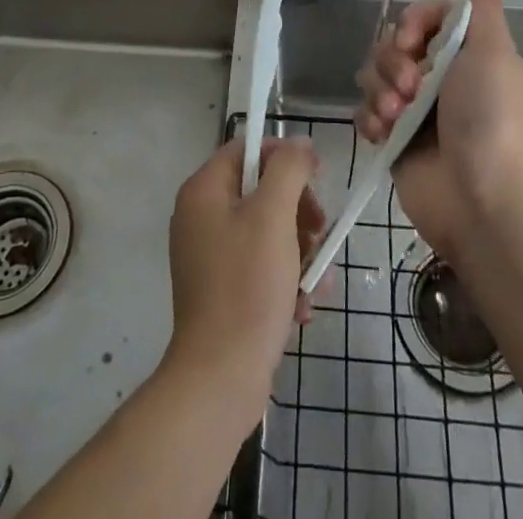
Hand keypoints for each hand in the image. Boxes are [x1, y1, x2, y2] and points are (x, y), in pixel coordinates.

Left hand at [164, 136, 325, 409]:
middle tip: (320, 231)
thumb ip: (289, 169)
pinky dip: (286, 279)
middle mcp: (201, 217)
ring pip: (267, 231)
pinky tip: (303, 304)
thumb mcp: (274, 216)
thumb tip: (300, 144)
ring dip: (300, 250)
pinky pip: (261, 266)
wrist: (221, 378)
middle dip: (298, 210)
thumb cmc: (247, 285)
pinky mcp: (223, 290)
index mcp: (204, 191)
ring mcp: (210, 256)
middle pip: (260, 190)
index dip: (284, 155)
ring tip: (317, 279)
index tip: (317, 175)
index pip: (247, 149)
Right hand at [355, 0, 522, 265]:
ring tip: (396, 117)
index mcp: (465, 52)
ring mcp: (413, 106)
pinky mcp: (392, 136)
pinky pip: (364, 109)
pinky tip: (383, 134)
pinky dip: (370, 118)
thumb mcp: (492, 54)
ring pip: (373, 73)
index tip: (412, 42)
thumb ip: (483, 6)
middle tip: (411, 89)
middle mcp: (438, 74)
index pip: (424, 14)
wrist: (478, 200)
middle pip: (392, 42)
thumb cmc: (489, 119)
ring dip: (380, 91)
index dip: (411, 22)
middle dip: (393, 62)